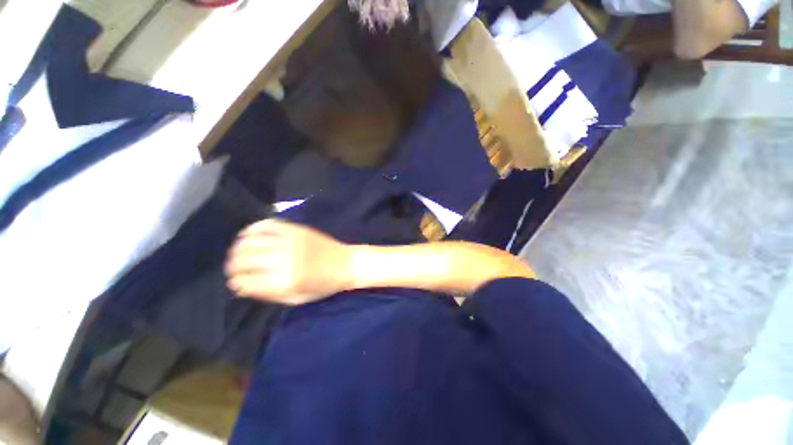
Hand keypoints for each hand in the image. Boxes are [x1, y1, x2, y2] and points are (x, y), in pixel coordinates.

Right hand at [225, 219, 354, 304]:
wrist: (346, 264)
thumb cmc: (324, 285)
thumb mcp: (296, 299)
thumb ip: (268, 294)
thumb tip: (242, 286)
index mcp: (284, 282)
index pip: (244, 282)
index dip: (236, 283)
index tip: (237, 283)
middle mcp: (284, 260)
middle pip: (243, 260)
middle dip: (234, 266)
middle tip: (235, 268)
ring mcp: (290, 241)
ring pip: (250, 241)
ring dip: (239, 248)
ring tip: (240, 253)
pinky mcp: (296, 229)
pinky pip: (267, 224)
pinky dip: (253, 229)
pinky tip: (250, 235)